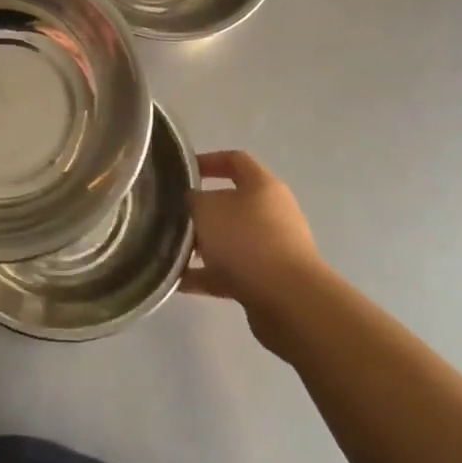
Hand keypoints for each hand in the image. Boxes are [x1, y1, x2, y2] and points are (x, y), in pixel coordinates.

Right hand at [180, 150, 323, 350]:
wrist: (289, 301)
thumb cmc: (246, 241)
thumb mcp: (207, 210)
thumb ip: (193, 200)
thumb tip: (192, 201)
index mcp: (262, 186)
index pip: (235, 160)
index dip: (208, 161)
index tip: (184, 172)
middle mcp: (272, 212)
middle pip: (231, 203)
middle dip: (201, 211)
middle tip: (173, 217)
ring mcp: (273, 248)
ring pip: (230, 239)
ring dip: (202, 245)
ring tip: (172, 252)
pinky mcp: (269, 280)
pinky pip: (232, 271)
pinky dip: (208, 275)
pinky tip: (180, 282)